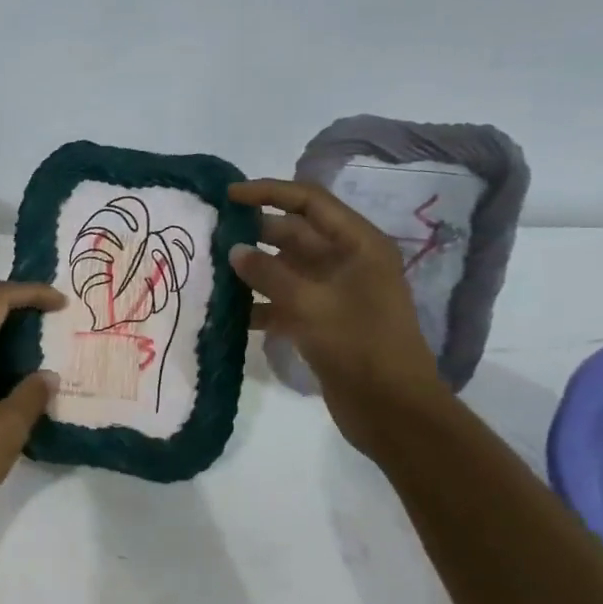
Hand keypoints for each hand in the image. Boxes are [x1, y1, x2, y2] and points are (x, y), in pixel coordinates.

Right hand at [229, 179, 449, 446]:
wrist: (392, 410)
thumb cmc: (359, 346)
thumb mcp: (311, 304)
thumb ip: (269, 273)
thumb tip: (235, 250)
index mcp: (358, 245)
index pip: (309, 202)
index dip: (268, 193)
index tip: (228, 195)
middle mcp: (346, 262)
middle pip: (295, 234)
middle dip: (254, 233)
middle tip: (210, 235)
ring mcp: (333, 294)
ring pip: (285, 270)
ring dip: (252, 270)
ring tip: (211, 271)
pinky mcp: (321, 323)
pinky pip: (283, 302)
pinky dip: (258, 304)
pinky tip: (227, 312)